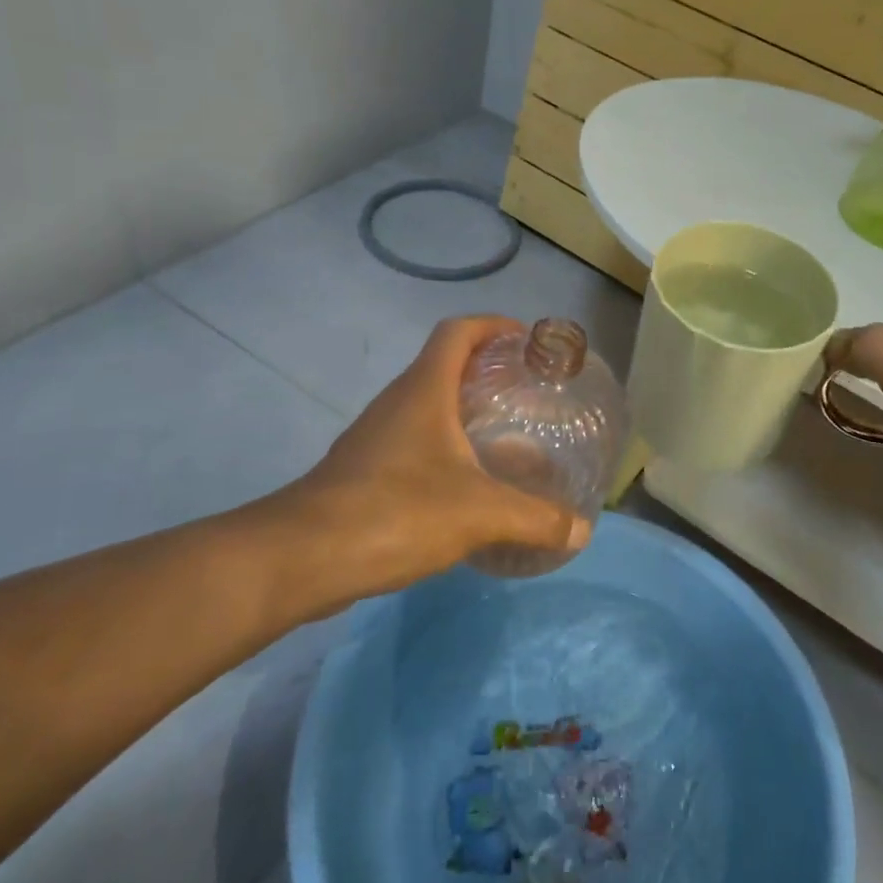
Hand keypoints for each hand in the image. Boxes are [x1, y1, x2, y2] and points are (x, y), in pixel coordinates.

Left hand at [282, 317, 591, 604]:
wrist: (302, 557)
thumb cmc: (396, 511)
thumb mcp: (479, 513)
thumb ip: (535, 519)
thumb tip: (581, 531)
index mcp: (424, 390)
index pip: (457, 331)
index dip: (492, 325)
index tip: (525, 340)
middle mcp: (397, 402)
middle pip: (442, 365)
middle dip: (485, 370)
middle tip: (525, 393)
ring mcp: (374, 436)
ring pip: (425, 405)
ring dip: (462, 410)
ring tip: (503, 436)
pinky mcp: (362, 469)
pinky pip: (411, 440)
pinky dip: (442, 446)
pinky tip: (464, 484)